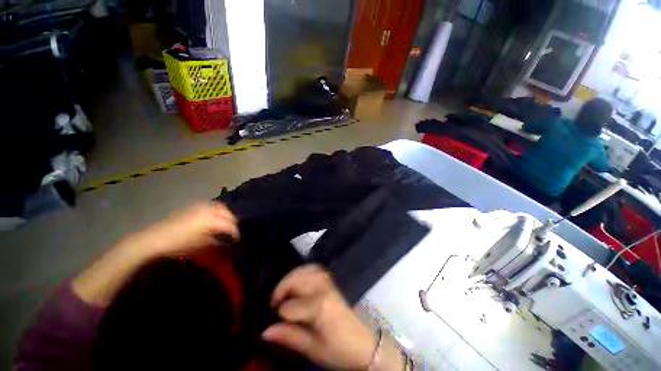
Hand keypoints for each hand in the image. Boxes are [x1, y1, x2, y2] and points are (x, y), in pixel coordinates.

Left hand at [116, 202, 239, 258]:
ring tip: (226, 223)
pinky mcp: (193, 206)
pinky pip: (211, 206)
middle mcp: (209, 210)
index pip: (230, 225)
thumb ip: (217, 241)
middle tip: (233, 231)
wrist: (155, 239)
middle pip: (228, 213)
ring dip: (226, 214)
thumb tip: (226, 241)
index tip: (237, 239)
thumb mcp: (201, 246)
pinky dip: (217, 210)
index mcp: (212, 219)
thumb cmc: (180, 244)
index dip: (236, 233)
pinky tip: (214, 217)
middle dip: (233, 222)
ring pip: (220, 207)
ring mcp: (201, 206)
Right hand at [262, 265, 403, 369]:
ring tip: (284, 291)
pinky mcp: (332, 283)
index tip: (274, 322)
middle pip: (297, 280)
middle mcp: (323, 289)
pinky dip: (304, 271)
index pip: (290, 306)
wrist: (364, 344)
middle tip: (273, 303)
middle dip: (281, 289)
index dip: (279, 314)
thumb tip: (265, 331)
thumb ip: (289, 336)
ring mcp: (329, 283)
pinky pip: (315, 270)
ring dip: (292, 277)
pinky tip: (299, 280)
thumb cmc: (339, 350)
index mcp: (319, 307)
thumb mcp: (313, 349)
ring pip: (306, 270)